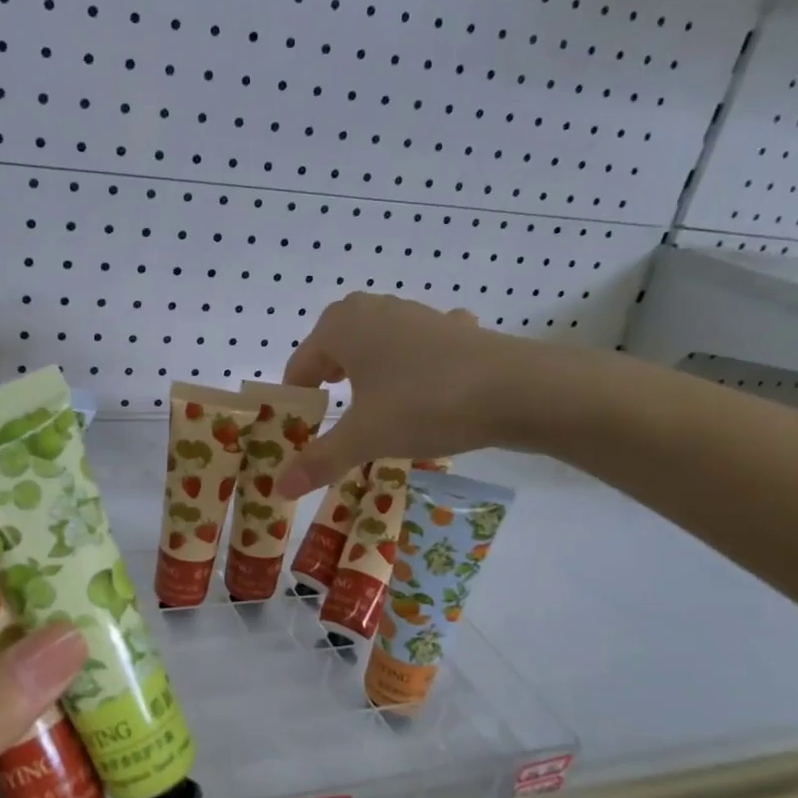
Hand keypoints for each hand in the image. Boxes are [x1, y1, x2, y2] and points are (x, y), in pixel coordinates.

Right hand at [278, 292, 602, 496]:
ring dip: (370, 375)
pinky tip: (426, 388)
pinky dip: (413, 366)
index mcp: (341, 326)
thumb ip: (319, 460)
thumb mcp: (364, 437)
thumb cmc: (423, 403)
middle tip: (336, 419)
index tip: (303, 436)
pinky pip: (417, 348)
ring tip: (377, 409)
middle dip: (330, 383)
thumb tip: (280, 487)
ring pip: (375, 346)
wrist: (517, 389)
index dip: (297, 403)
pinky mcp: (452, 328)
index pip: (300, 367)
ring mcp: (416, 314)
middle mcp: (373, 310)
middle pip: (334, 350)